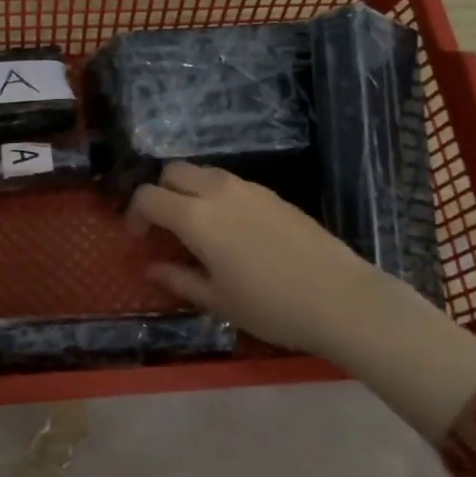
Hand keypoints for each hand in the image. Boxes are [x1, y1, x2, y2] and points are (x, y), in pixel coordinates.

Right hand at [129, 163, 475, 441]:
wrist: (341, 298)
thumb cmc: (270, 306)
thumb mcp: (217, 300)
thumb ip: (178, 279)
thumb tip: (151, 267)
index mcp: (196, 217)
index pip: (148, 196)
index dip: (134, 213)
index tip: (138, 238)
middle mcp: (218, 191)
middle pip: (173, 171)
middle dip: (159, 192)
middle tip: (164, 226)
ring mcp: (248, 188)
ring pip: (203, 172)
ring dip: (188, 190)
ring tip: (196, 227)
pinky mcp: (272, 193)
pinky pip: (230, 182)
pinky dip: (215, 195)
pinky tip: (230, 229)